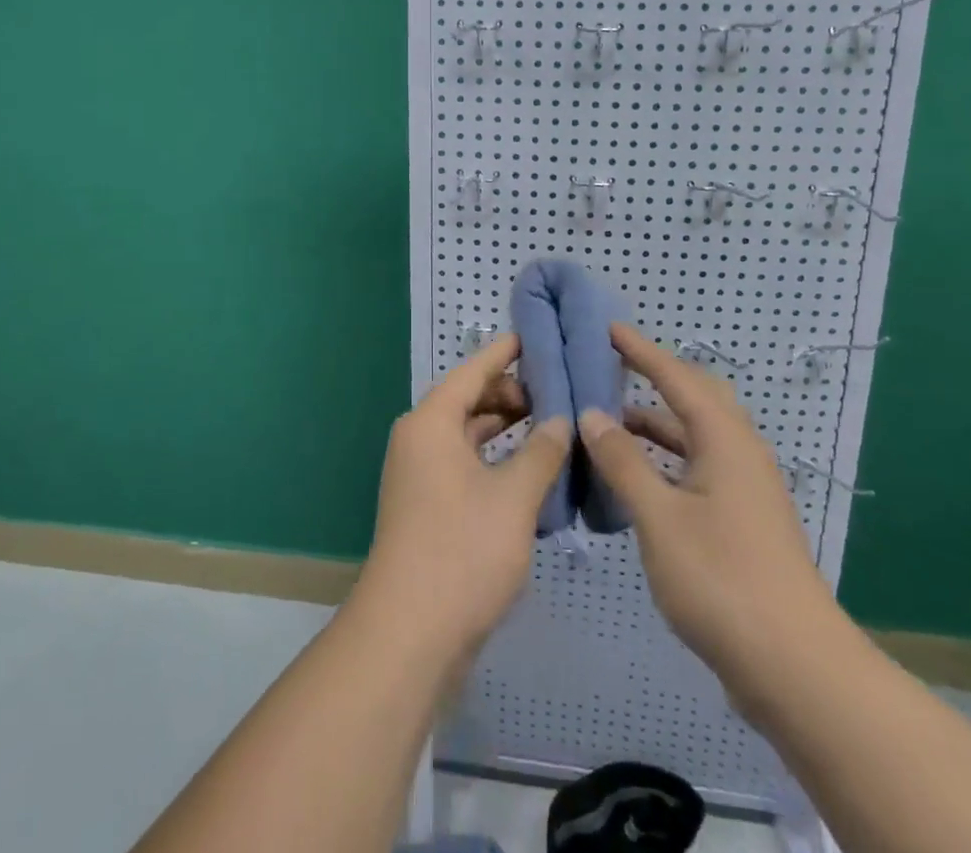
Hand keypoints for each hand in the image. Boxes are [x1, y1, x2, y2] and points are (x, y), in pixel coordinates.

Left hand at [354, 335, 571, 665]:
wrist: (409, 634)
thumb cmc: (462, 550)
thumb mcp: (514, 497)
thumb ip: (542, 452)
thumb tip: (560, 420)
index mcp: (431, 422)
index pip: (472, 371)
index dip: (504, 353)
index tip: (534, 336)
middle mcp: (420, 440)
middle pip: (469, 401)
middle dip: (511, 393)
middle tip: (557, 391)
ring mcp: (421, 476)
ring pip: (468, 435)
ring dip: (506, 429)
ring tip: (551, 425)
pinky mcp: (428, 507)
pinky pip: (466, 465)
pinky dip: (495, 460)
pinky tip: (530, 470)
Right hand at [579, 323, 842, 687]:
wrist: (795, 669)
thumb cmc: (722, 580)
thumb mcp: (659, 517)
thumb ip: (623, 461)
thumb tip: (592, 414)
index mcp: (725, 439)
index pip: (677, 376)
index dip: (641, 350)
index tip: (607, 327)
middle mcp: (739, 453)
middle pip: (694, 398)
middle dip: (653, 378)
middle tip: (610, 368)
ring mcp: (744, 489)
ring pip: (694, 437)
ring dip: (655, 424)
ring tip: (607, 422)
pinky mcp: (741, 520)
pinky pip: (696, 468)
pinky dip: (664, 460)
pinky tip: (634, 477)